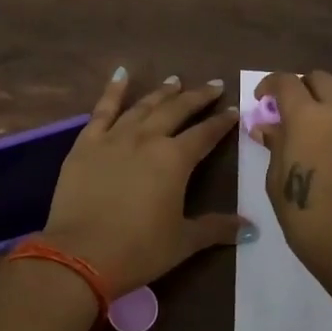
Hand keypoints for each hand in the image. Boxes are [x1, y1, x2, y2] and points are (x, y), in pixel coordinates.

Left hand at [40, 68, 247, 296]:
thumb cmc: (138, 250)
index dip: (221, 122)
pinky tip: (121, 74)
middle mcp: (147, 139)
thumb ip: (216, 228)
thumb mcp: (183, 242)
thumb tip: (251, 228)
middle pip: (177, 110)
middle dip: (197, 97)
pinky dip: (113, 91)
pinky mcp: (86, 144)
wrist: (80, 256)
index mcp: (175, 160)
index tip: (234, 109)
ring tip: (175, 80)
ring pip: (143, 106)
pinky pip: (102, 110)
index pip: (205, 134)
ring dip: (161, 92)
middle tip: (212, 85)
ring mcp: (114, 138)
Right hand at [252, 71, 331, 297]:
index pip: (286, 81)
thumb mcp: (277, 181)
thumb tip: (268, 125)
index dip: (270, 85)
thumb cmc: (308, 217)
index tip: (264, 101)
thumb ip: (275, 144)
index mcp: (307, 117)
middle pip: (321, 79)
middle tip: (293, 114)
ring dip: (331, 110)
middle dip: (303, 89)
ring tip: (323, 141)